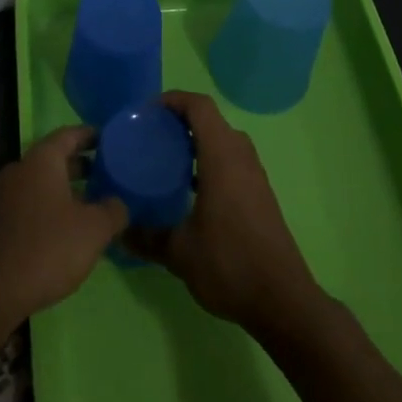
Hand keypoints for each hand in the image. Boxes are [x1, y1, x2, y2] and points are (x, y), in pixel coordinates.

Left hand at [0, 126, 127, 329]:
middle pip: (56, 158)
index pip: (69, 134)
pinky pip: (35, 202)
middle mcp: (22, 169)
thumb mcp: (94, 229)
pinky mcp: (3, 221)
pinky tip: (73, 228)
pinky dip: (55, 206)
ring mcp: (8, 196)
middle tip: (110, 172)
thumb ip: (113, 210)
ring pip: (45, 182)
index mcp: (41, 160)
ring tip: (97, 202)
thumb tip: (118, 203)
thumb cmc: (49, 247)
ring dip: (70, 188)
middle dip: (83, 164)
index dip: (91, 135)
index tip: (110, 139)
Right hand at [131, 91, 320, 337]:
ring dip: (196, 141)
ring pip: (223, 141)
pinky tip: (189, 189)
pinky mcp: (260, 194)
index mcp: (222, 157)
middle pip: (211, 120)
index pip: (200, 107)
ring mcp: (254, 176)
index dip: (174, 99)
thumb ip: (147, 237)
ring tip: (165, 159)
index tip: (147, 111)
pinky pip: (231, 160)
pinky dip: (209, 160)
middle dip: (181, 120)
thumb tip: (118, 232)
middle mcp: (241, 157)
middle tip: (151, 135)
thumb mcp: (179, 252)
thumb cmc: (229, 264)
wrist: (283, 302)